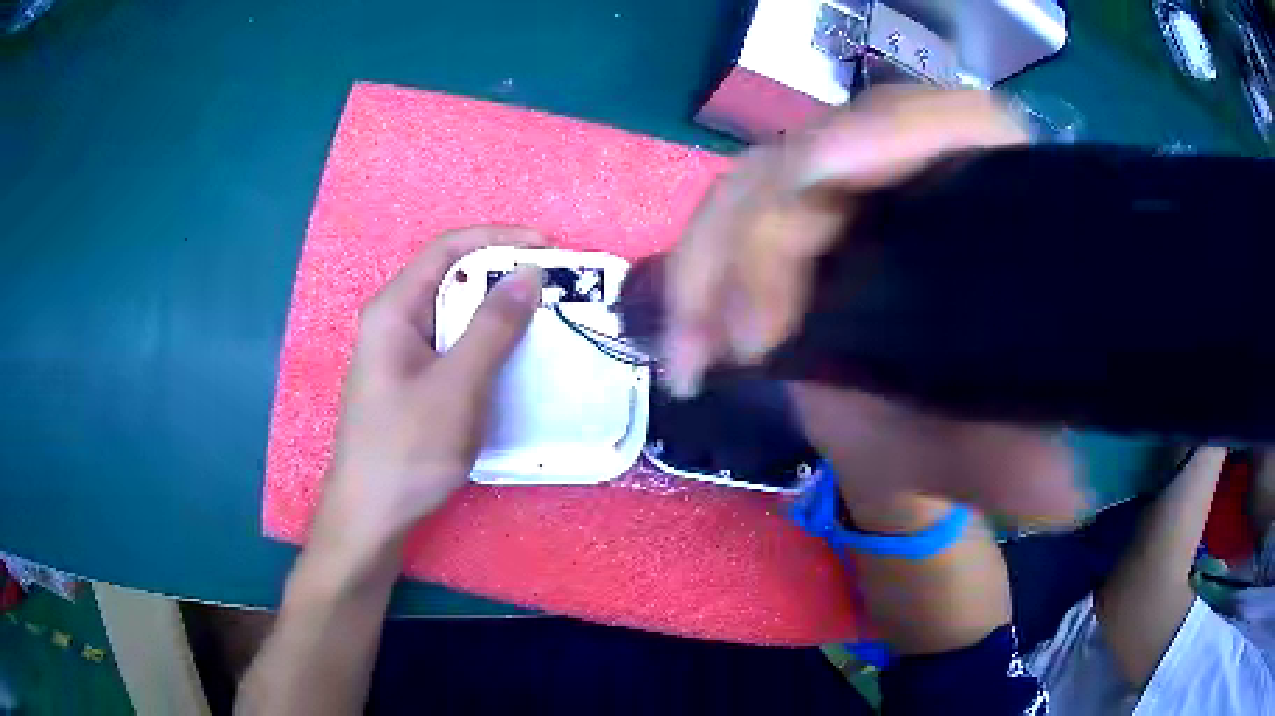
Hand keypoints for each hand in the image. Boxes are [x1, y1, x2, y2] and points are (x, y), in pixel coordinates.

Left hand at [318, 226, 545, 556]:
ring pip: (454, 315)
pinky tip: (513, 362)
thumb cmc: (407, 449)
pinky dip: (485, 345)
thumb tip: (528, 273)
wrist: (372, 514)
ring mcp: (401, 354)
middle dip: (503, 277)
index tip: (547, 249)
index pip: (448, 249)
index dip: (499, 239)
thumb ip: (492, 328)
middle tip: (554, 291)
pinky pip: (453, 347)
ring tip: (543, 323)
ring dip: (498, 313)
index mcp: (394, 310)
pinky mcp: (411, 382)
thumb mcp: (456, 386)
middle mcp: (394, 322)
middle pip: (452, 279)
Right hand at [665, 87, 1080, 522]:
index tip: (824, 176)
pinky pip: (721, 224)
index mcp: (985, 196)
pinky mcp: (785, 218)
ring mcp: (840, 188)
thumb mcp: (987, 445)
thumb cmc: (956, 425)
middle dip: (772, 232)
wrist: (903, 436)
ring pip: (756, 182)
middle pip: (827, 145)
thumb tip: (1063, 498)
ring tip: (697, 353)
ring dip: (712, 262)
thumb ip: (1017, 460)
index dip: (892, 129)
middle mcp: (911, 172)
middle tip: (751, 338)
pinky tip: (686, 346)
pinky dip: (693, 280)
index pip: (957, 120)